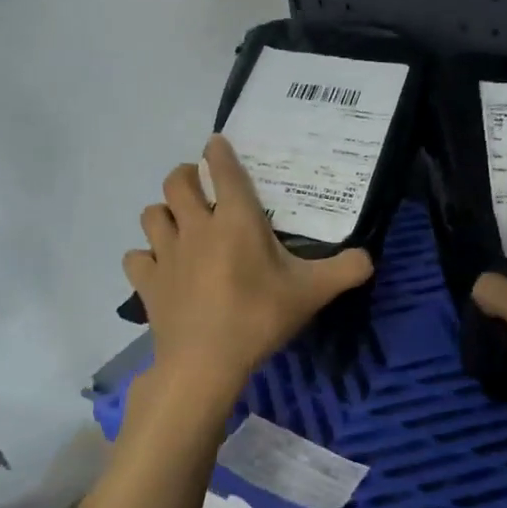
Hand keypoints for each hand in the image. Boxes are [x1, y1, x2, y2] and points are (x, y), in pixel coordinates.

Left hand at [124, 135, 373, 404]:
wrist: (206, 362)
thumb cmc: (259, 318)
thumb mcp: (312, 293)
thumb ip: (345, 270)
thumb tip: (369, 257)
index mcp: (236, 221)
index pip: (221, 170)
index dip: (218, 152)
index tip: (216, 145)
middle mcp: (196, 227)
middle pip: (175, 182)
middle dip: (184, 175)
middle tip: (197, 184)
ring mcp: (166, 254)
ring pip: (151, 214)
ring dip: (164, 213)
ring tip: (178, 223)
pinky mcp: (147, 283)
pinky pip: (137, 257)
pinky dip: (146, 257)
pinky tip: (159, 267)